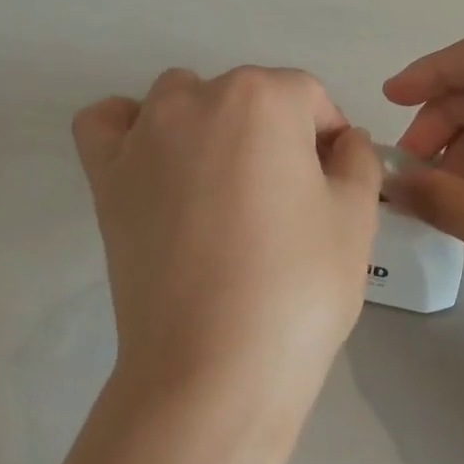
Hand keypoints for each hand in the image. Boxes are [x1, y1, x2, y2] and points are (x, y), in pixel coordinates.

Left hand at [73, 66, 381, 455]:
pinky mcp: (105, 179)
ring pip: (182, 99)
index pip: (309, 97)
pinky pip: (108, 125)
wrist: (213, 367)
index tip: (335, 186)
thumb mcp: (356, 218)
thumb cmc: (298, 287)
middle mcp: (195, 99)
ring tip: (226, 188)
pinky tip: (155, 163)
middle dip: (276, 135)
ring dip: (210, 125)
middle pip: (248, 97)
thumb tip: (343, 142)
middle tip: (288, 202)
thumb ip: (358, 161)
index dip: (329, 138)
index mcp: (263, 99)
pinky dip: (130, 130)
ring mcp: (142, 137)